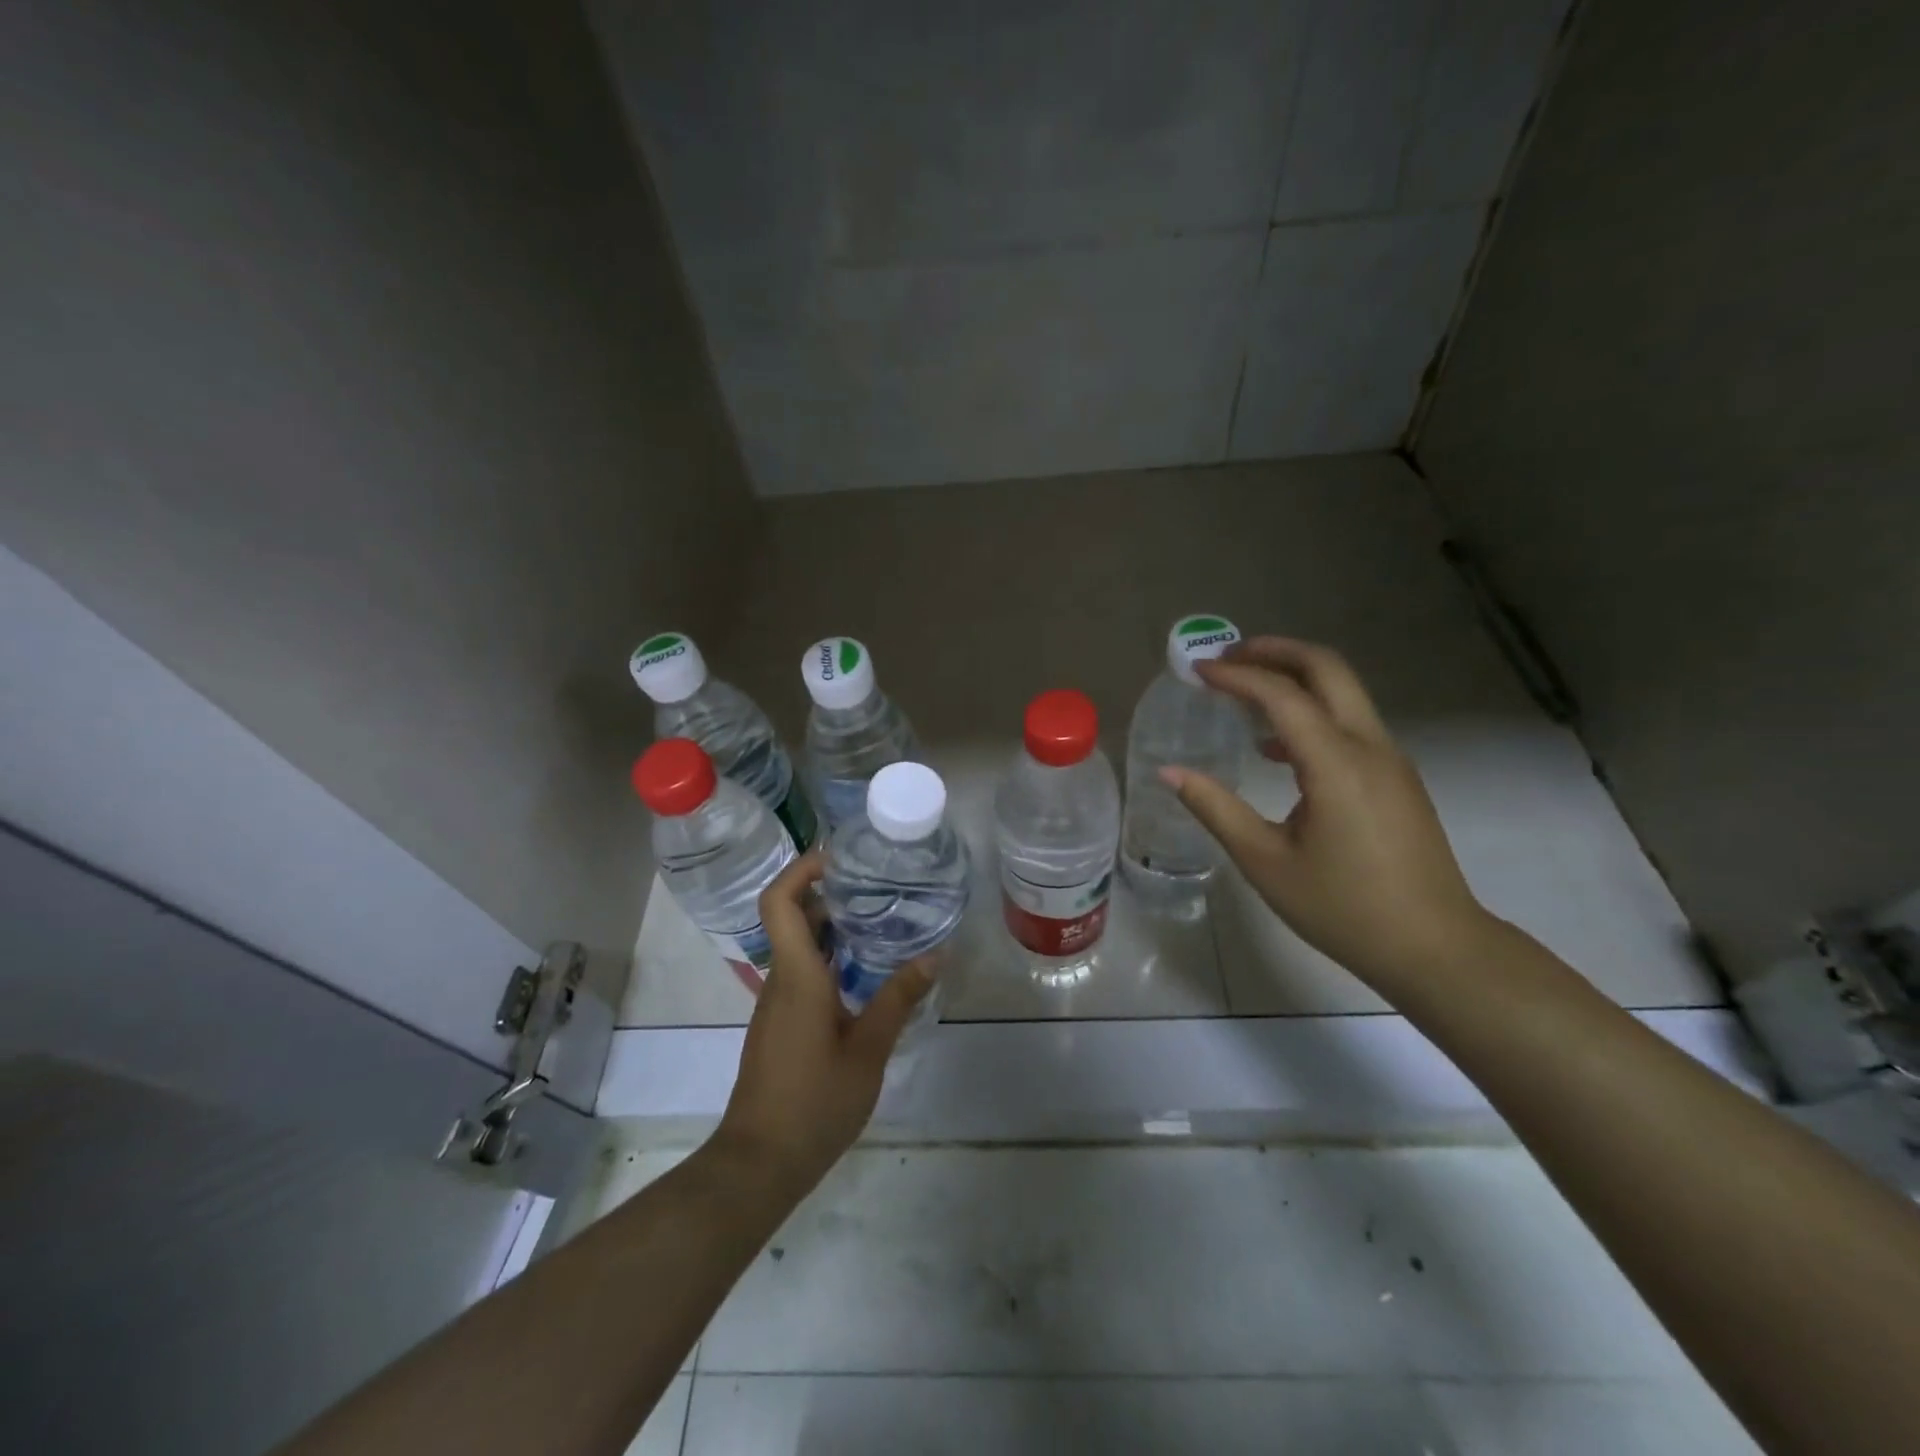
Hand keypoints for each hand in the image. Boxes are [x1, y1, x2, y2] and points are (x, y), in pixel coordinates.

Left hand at [710, 851, 932, 1193]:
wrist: (760, 1162)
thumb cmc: (814, 1102)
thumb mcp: (868, 1049)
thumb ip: (899, 998)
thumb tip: (936, 954)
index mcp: (797, 974)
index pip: (779, 901)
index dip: (802, 869)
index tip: (841, 857)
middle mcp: (781, 978)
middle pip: (792, 915)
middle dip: (828, 890)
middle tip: (876, 881)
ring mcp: (778, 1001)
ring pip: (798, 943)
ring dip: (832, 923)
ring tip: (881, 916)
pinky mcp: (782, 1022)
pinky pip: (803, 970)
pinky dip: (830, 954)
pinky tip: (867, 968)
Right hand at [1162, 637, 1491, 986]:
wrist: (1435, 948)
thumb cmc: (1343, 908)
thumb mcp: (1265, 862)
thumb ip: (1215, 808)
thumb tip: (1170, 772)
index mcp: (1336, 764)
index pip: (1281, 696)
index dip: (1236, 677)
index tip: (1197, 671)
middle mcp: (1369, 747)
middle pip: (1327, 669)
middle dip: (1275, 652)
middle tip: (1227, 657)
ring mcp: (1390, 760)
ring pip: (1343, 692)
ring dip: (1294, 678)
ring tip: (1243, 691)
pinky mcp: (1396, 778)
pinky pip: (1350, 723)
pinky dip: (1311, 712)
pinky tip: (1275, 749)